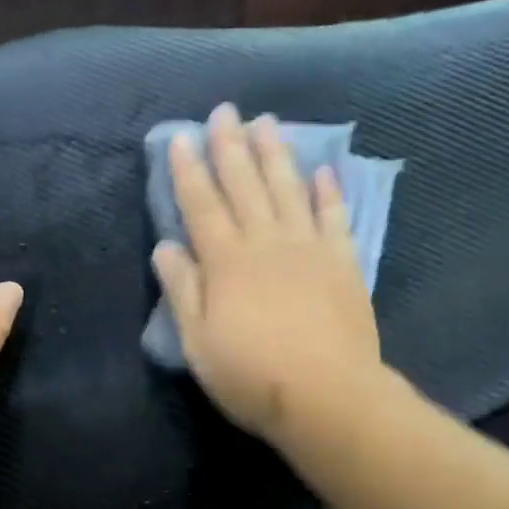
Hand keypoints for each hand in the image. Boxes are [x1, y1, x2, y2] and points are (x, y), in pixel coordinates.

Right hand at [152, 104, 382, 446]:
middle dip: (230, 146)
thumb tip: (166, 246)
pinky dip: (328, 192)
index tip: (181, 136)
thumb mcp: (198, 342)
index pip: (201, 204)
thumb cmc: (251, 375)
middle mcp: (266, 242)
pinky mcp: (343, 262)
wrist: (328, 397)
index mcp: (226, 261)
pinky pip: (334, 217)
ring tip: (267, 122)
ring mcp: (308, 248)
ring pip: (288, 189)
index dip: (189, 170)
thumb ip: (182, 290)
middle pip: (245, 185)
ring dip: (275, 154)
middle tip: (225, 111)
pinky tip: (323, 170)